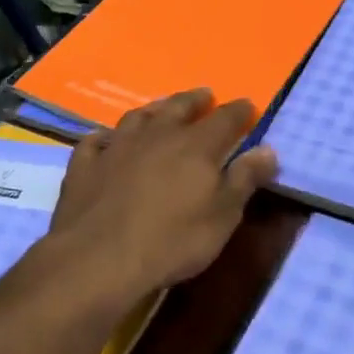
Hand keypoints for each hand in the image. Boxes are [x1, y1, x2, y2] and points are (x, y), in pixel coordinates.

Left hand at [46, 89, 278, 301]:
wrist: (99, 259)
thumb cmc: (172, 241)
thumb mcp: (223, 216)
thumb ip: (244, 179)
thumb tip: (268, 149)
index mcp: (196, 146)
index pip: (225, 118)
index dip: (239, 111)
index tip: (248, 106)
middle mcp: (156, 135)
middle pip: (178, 107)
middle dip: (195, 100)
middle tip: (204, 95)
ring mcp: (116, 147)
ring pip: (137, 117)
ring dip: (153, 110)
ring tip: (161, 109)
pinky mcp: (85, 165)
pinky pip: (94, 141)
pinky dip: (103, 137)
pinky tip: (105, 139)